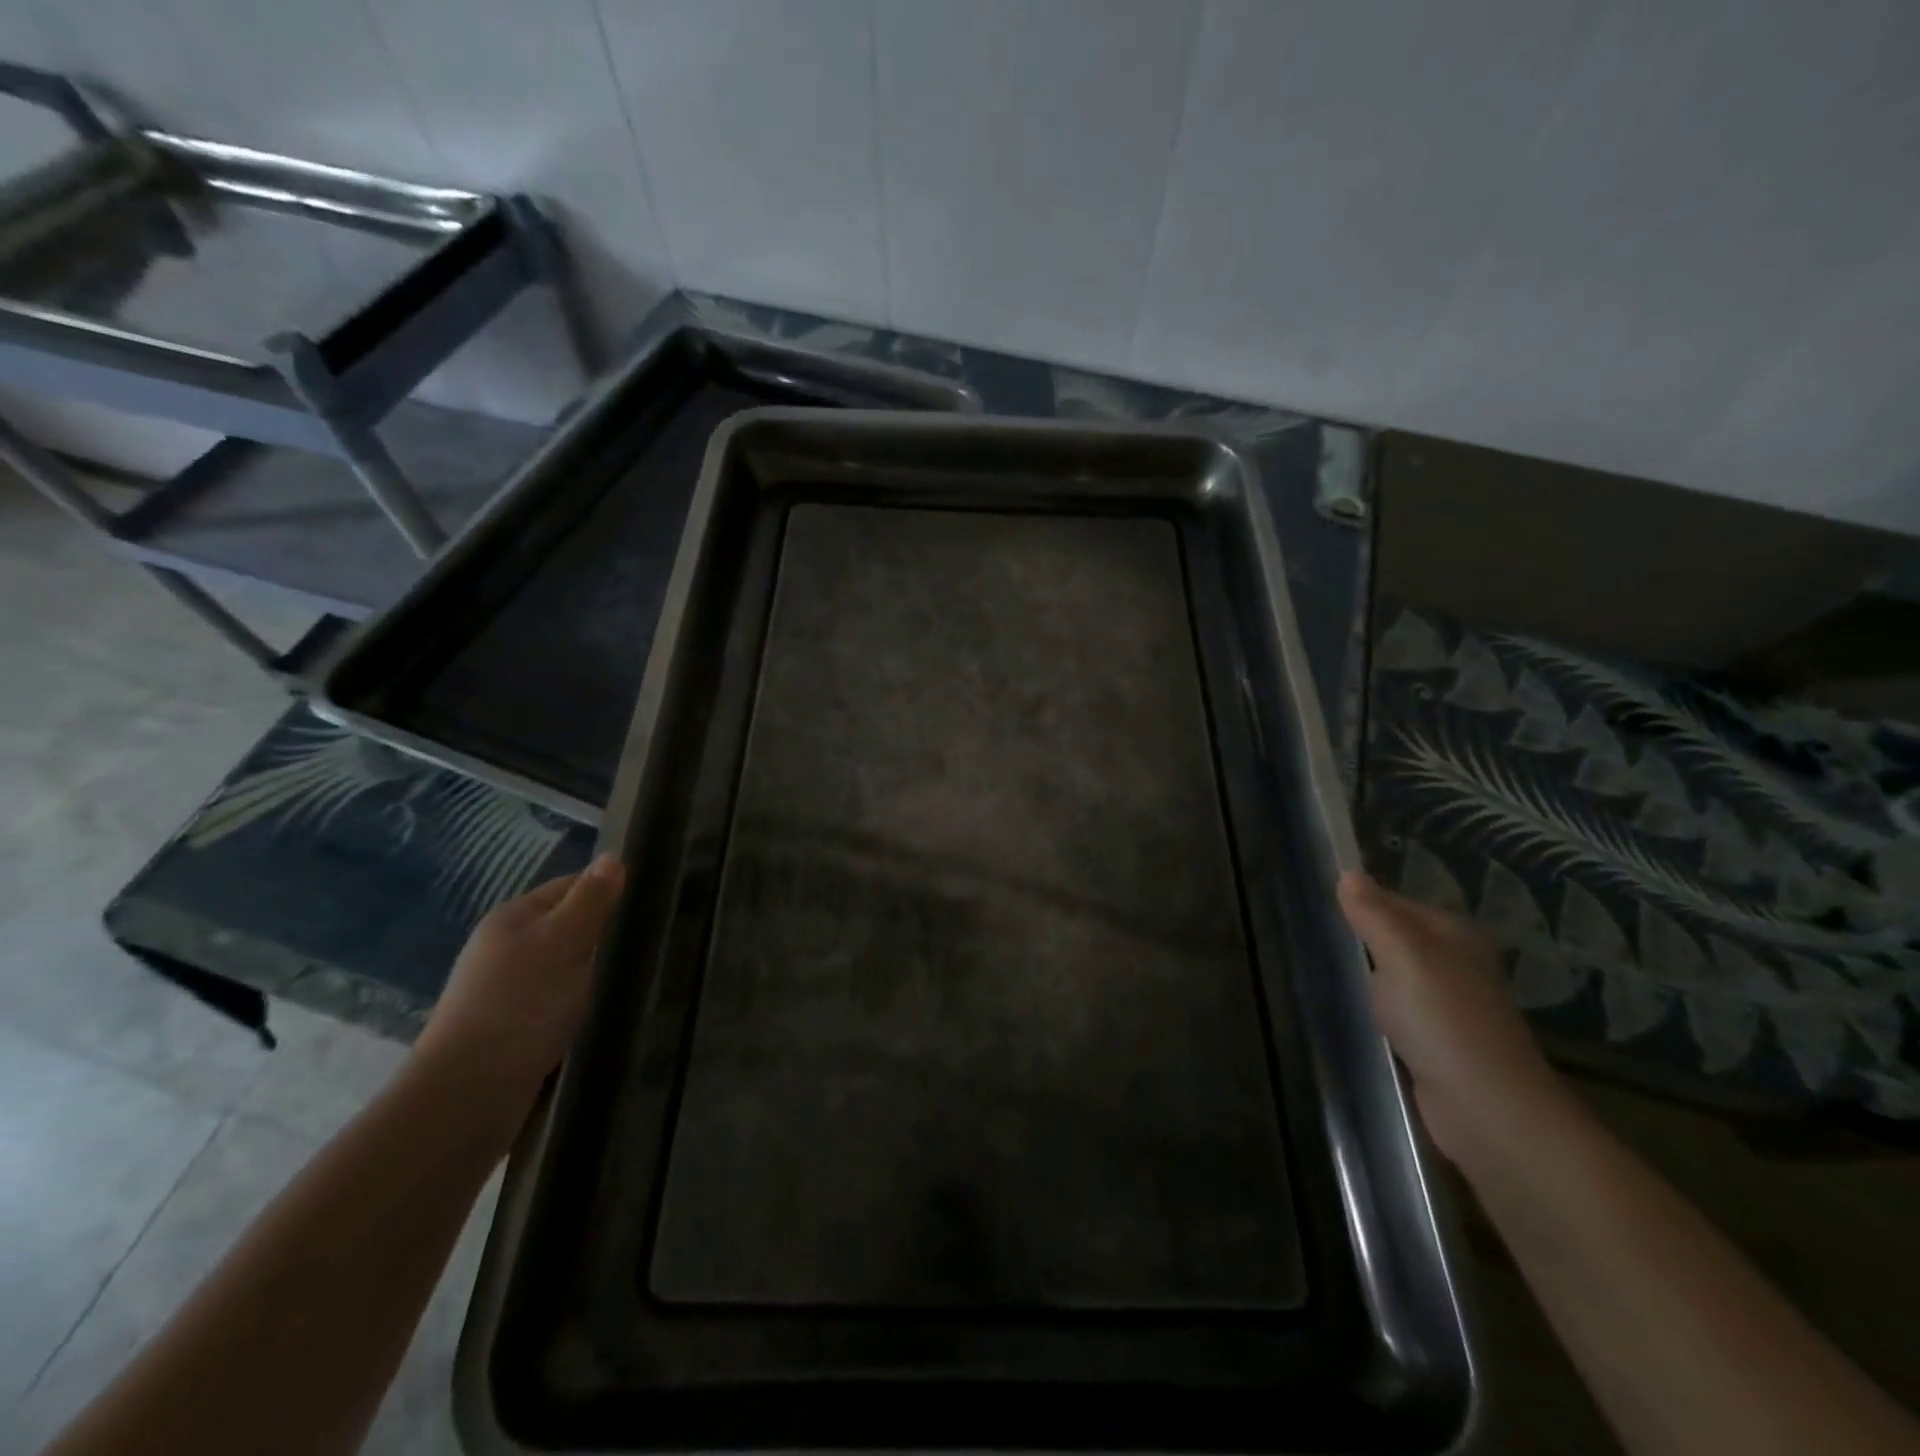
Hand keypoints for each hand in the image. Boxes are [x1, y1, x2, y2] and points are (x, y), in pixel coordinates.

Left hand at [413, 855, 625, 1124]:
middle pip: (565, 926)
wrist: (468, 1094)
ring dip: (590, 973)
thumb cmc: (522, 1005)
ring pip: (561, 966)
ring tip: (627, 981)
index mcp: (513, 918)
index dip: (607, 892)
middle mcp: (502, 947)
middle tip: (645, 947)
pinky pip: (553, 1001)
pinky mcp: (508, 1027)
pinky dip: (576, 1003)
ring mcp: (502, 990)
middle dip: (601, 935)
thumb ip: (591, 900)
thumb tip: (613, 857)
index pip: (570, 886)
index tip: (648, 907)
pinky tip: (595, 1014)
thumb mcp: (565, 941)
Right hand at [1338, 868, 1569, 1165]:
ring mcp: (1450, 1007)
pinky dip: (1378, 1008)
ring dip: (1369, 974)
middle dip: (1362, 936)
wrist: (1486, 1109)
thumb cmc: (1443, 1020)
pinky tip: (1354, 1011)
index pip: (1396, 902)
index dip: (1361, 901)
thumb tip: (1349, 873)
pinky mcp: (1440, 1044)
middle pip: (1399, 938)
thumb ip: (1374, 915)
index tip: (1316, 902)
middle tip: (1311, 933)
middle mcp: (1457, 965)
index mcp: (1454, 936)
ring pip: (1398, 975)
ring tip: (1323, 967)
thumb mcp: (1403, 956)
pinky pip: (1399, 1010)